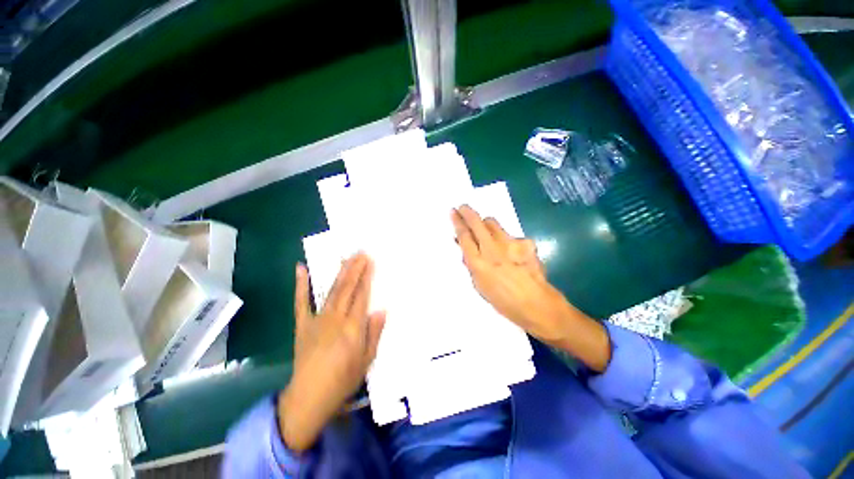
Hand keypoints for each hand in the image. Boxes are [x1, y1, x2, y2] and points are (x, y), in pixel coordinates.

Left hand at [277, 253, 385, 451]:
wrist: (309, 398)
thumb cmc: (343, 381)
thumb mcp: (366, 360)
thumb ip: (374, 333)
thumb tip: (381, 310)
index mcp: (352, 328)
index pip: (361, 295)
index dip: (366, 277)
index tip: (370, 261)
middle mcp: (335, 319)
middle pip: (347, 288)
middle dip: (355, 268)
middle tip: (361, 252)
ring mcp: (316, 320)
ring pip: (331, 290)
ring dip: (339, 272)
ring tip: (346, 257)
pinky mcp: (302, 324)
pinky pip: (301, 302)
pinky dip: (301, 285)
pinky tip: (301, 268)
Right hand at [451, 205, 610, 371]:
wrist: (538, 305)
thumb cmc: (504, 302)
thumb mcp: (480, 286)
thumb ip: (472, 265)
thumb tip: (466, 249)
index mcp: (478, 264)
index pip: (464, 236)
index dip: (457, 222)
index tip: (453, 211)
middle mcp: (492, 250)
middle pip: (477, 223)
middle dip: (467, 212)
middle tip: (462, 207)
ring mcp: (510, 244)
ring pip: (493, 223)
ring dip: (485, 223)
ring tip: (485, 229)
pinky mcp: (526, 243)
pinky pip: (510, 234)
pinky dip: (506, 238)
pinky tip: (511, 250)